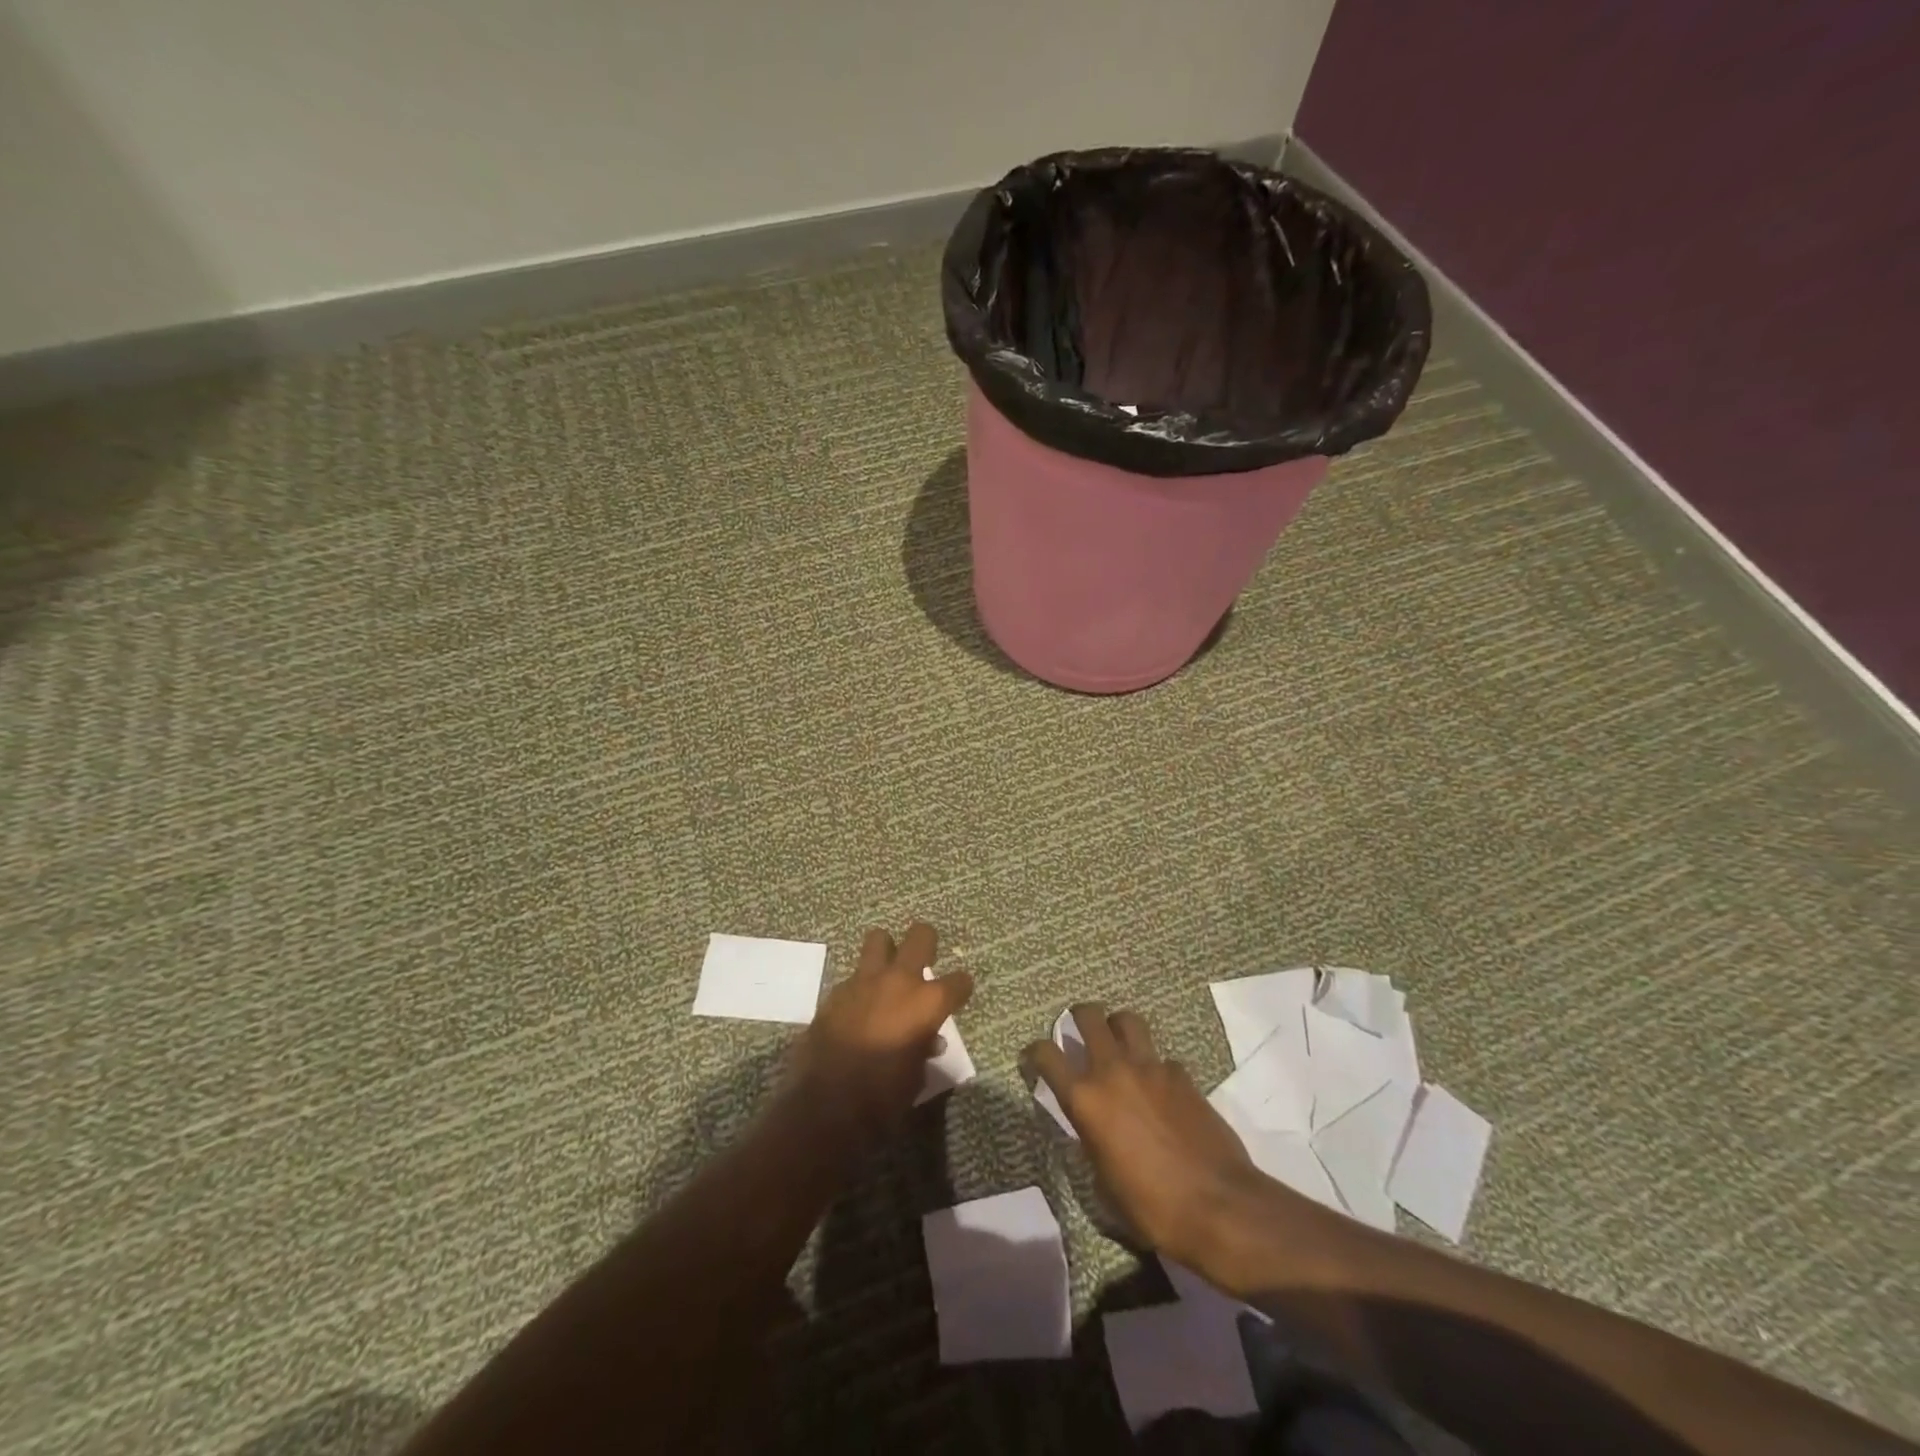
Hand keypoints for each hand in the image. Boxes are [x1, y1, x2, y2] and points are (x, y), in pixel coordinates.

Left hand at [787, 922, 973, 1146]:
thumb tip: (928, 1040)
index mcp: (927, 1003)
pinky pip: (854, 976)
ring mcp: (864, 981)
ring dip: (886, 951)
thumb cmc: (882, 1098)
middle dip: (926, 943)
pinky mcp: (835, 992)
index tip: (959, 994)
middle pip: (920, 936)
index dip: (961, 988)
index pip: (959, 981)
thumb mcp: (915, 1078)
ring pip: (878, 939)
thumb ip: (924, 1050)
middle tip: (924, 961)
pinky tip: (859, 1007)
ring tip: (887, 972)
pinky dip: (860, 987)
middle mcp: (899, 981)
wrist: (825, 1105)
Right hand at [1025, 1003, 1272, 1269]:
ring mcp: (1151, 1068)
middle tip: (1080, 1028)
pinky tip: (1161, 1089)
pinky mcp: (1183, 1075)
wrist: (1218, 1206)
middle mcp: (1113, 1071)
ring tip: (1119, 1042)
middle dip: (1079, 1016)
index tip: (1035, 1057)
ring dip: (1118, 1026)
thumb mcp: (1104, 1181)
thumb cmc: (1152, 1207)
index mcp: (1085, 1100)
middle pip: (1088, 1016)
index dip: (1035, 1051)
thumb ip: (1092, 1140)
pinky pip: (1162, 1057)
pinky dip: (1156, 1065)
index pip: (1046, 1055)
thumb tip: (1095, 1129)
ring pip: (1127, 1020)